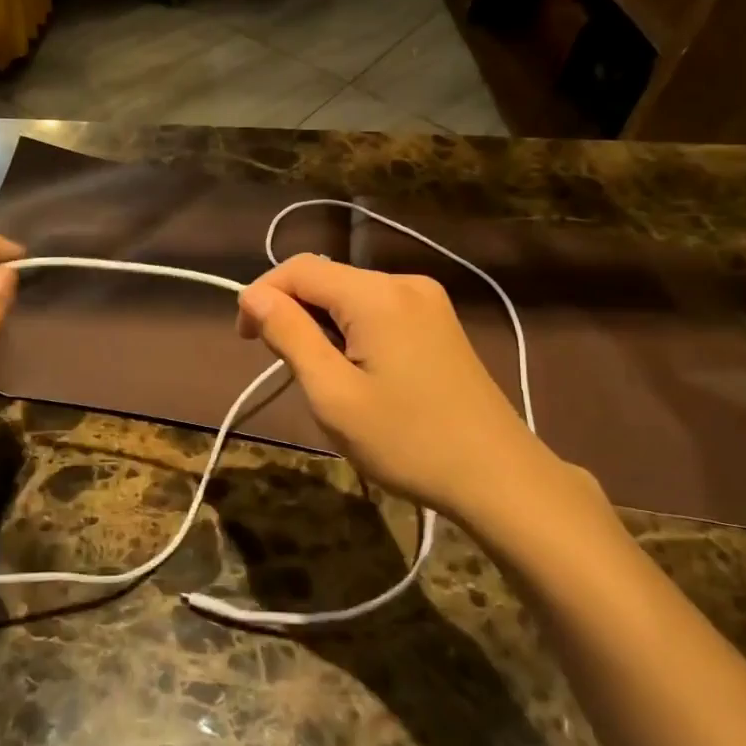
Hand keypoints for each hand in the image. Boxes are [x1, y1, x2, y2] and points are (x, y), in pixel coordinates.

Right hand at [237, 255, 612, 535]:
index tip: (247, 341)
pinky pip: (378, 309)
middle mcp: (404, 282)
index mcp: (377, 295)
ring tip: (323, 376)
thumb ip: (290, 336)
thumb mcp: (334, 395)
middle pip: (327, 278)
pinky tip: (358, 370)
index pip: (299, 268)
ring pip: (351, 295)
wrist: (499, 477)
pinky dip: (352, 329)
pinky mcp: (439, 321)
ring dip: (323, 323)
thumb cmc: (408, 441)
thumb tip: (253, 296)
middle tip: (287, 367)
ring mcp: (428, 300)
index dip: (263, 295)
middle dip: (294, 312)